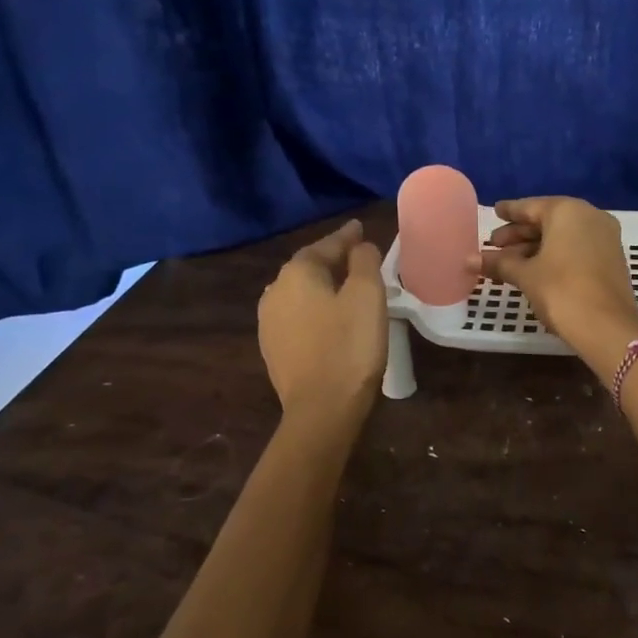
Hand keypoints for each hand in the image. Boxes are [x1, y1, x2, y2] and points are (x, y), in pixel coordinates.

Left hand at [258, 220, 386, 420]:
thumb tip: (359, 246)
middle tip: (356, 255)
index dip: (347, 236)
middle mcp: (275, 291)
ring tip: (343, 285)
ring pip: (299, 292)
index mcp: (298, 273)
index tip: (360, 228)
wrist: (321, 409)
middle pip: (308, 266)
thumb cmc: (350, 346)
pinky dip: (313, 309)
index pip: (326, 245)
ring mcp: (269, 322)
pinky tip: (326, 317)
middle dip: (331, 259)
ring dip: (321, 285)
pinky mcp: (272, 348)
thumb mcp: (367, 296)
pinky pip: (296, 316)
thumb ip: (364, 261)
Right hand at [477, 197, 637, 372]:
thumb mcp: (525, 275)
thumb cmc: (561, 291)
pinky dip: (554, 255)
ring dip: (534, 248)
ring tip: (507, 264)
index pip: (530, 206)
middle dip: (519, 234)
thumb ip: (499, 263)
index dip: (509, 212)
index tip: (494, 211)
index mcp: (567, 211)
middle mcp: (590, 216)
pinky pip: (576, 247)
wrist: (608, 327)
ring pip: (562, 236)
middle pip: (547, 220)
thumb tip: (469, 260)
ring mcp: (605, 237)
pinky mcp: (611, 257)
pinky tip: (534, 270)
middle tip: (493, 245)